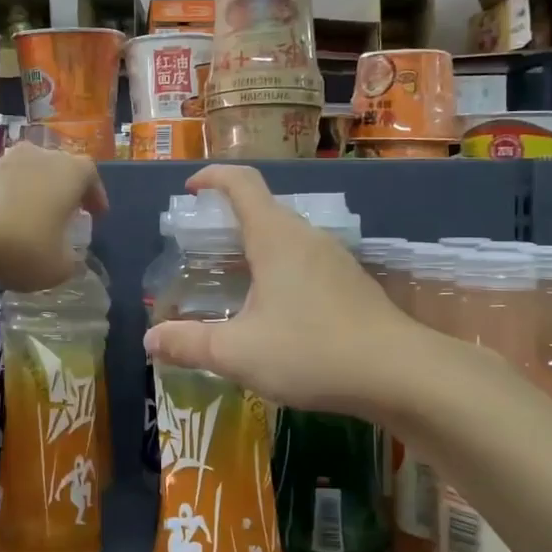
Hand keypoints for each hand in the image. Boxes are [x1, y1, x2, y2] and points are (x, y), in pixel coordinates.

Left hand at [0, 143, 107, 289]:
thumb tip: (66, 258)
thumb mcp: (57, 267)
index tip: (96, 215)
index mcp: (71, 172)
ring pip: (31, 175)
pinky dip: (10, 200)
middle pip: (60, 170)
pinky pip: (5, 185)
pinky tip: (5, 224)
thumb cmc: (21, 244)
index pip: (91, 177)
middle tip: (67, 215)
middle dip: (65, 192)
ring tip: (34, 221)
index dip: (95, 197)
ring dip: (35, 195)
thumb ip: (69, 262)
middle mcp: (42, 156)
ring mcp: (7, 160)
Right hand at [142, 165, 414, 418]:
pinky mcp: (351, 283)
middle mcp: (306, 236)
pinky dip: (279, 270)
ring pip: (286, 238)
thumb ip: (190, 344)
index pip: (241, 183)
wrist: (400, 373)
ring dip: (255, 248)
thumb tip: (150, 340)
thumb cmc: (312, 351)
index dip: (212, 177)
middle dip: (228, 220)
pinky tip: (275, 311)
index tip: (190, 190)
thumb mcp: (238, 352)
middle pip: (263, 210)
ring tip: (233, 282)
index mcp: (275, 238)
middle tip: (201, 249)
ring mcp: (334, 258)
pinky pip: (305, 261)